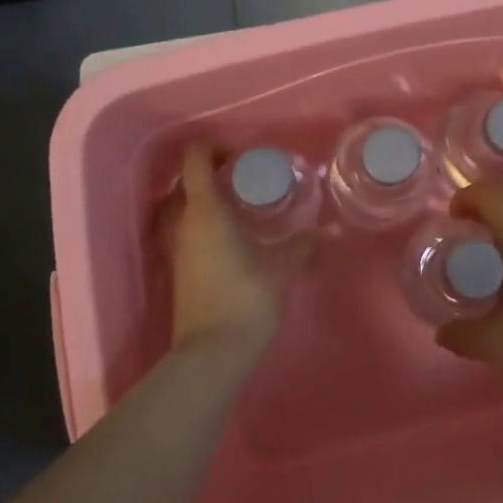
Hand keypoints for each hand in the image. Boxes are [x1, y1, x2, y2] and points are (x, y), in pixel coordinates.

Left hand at [167, 143, 314, 353]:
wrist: (212, 354)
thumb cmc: (246, 299)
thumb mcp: (282, 268)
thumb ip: (302, 246)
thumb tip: (325, 233)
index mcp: (205, 212)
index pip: (195, 162)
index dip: (213, 148)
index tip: (240, 154)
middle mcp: (183, 224)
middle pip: (184, 183)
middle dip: (208, 172)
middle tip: (241, 176)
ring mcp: (177, 248)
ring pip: (180, 208)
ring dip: (201, 198)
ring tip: (235, 203)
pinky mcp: (179, 270)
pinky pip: (184, 230)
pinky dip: (201, 222)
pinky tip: (230, 235)